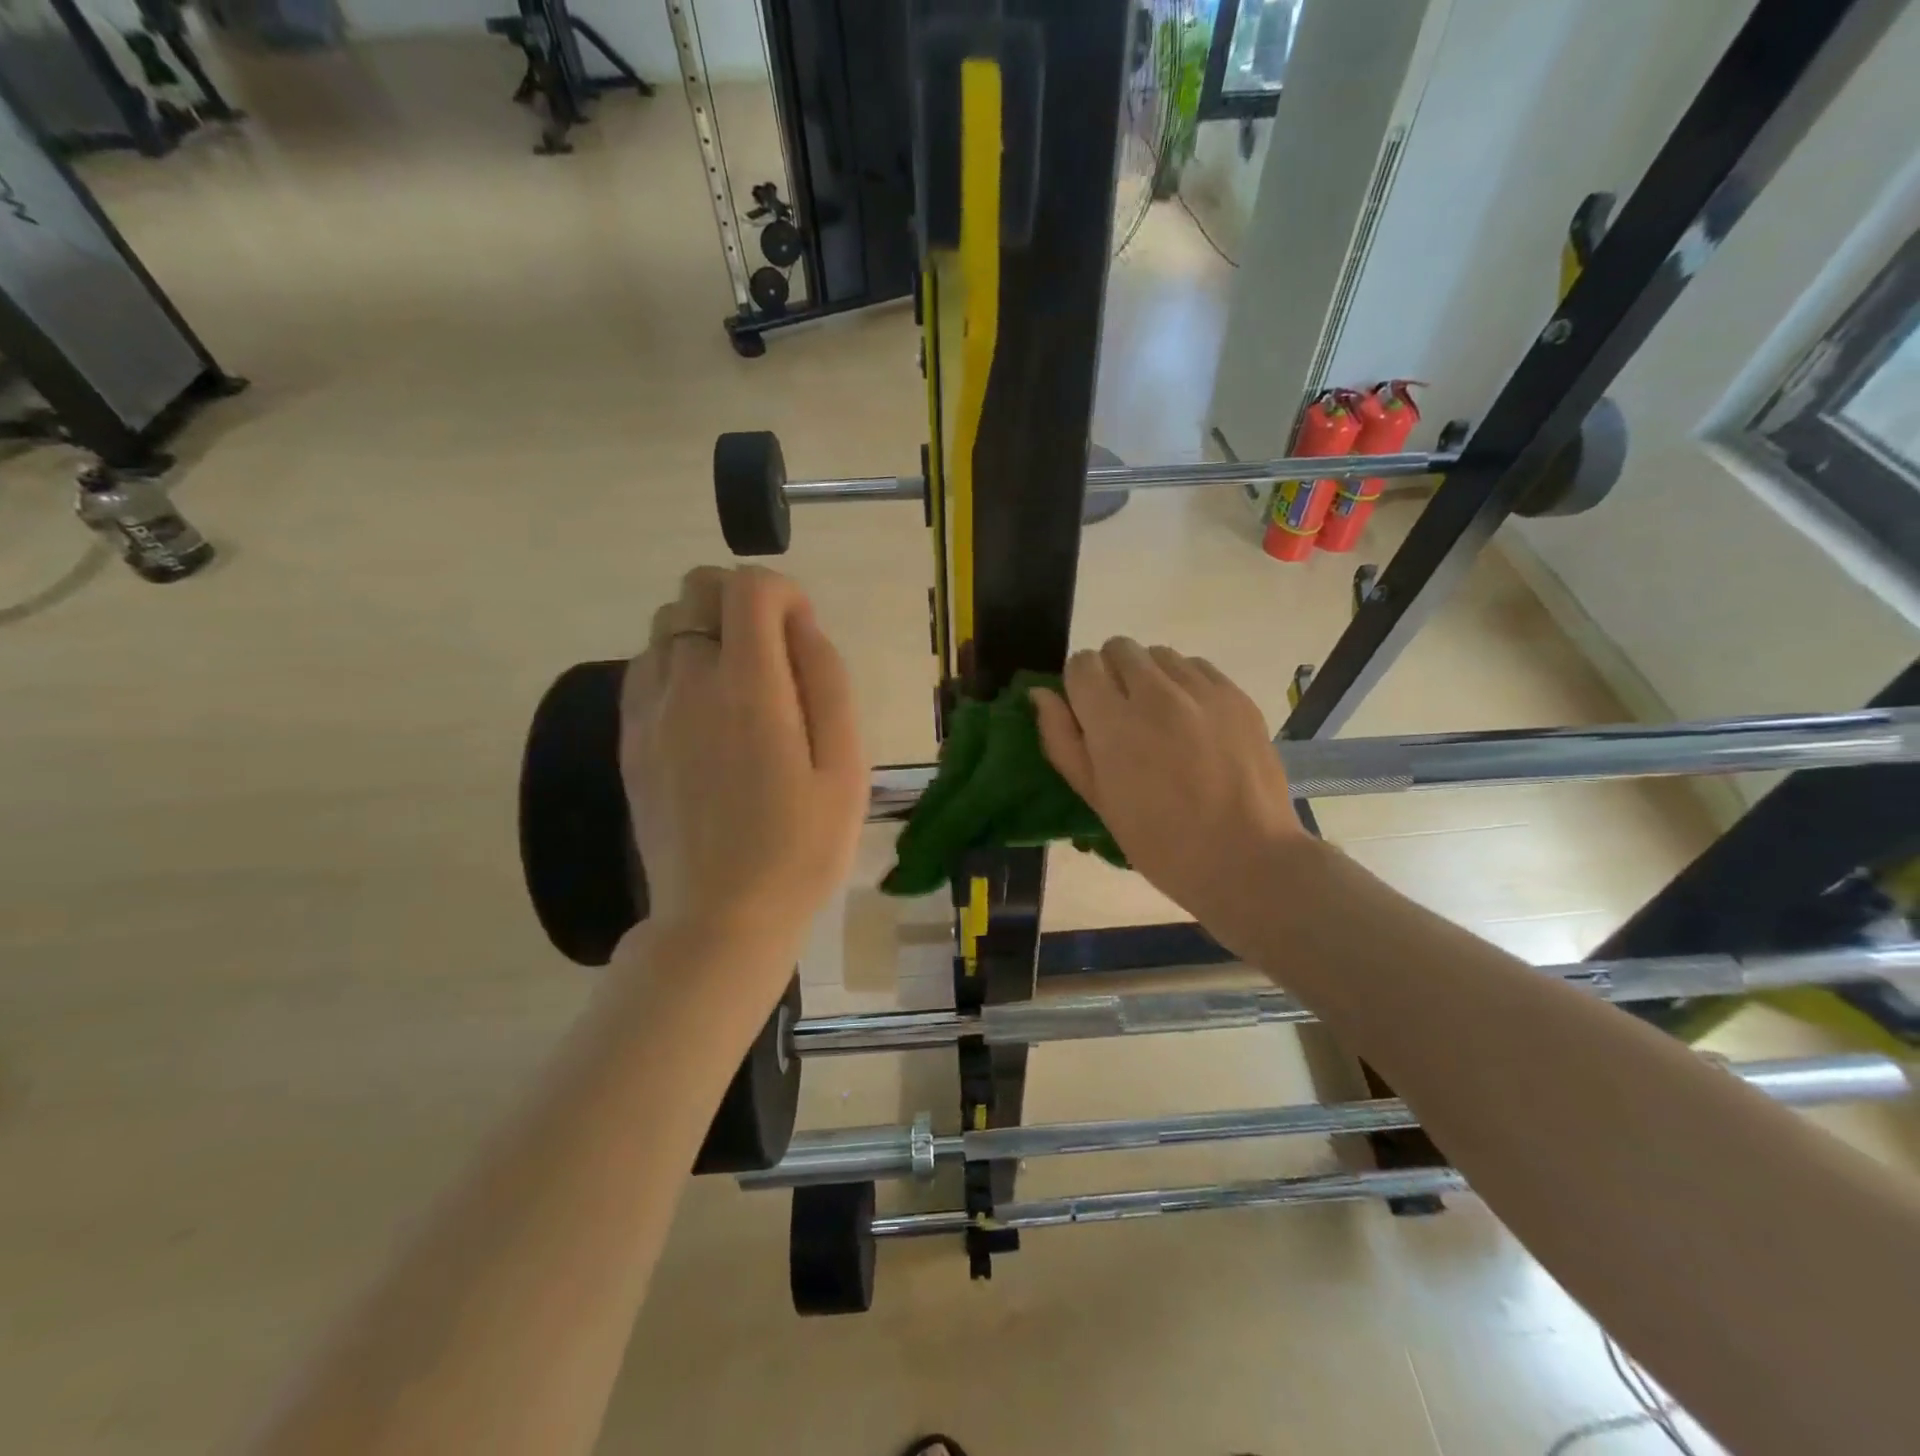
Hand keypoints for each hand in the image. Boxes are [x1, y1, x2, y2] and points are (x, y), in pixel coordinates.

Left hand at [619, 567, 866, 978]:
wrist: (720, 918)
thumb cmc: (800, 848)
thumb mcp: (846, 767)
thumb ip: (827, 682)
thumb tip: (800, 626)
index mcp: (749, 688)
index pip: (749, 586)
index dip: (784, 593)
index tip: (804, 634)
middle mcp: (688, 683)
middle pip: (697, 588)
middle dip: (742, 601)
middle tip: (777, 656)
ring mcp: (649, 711)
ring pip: (667, 624)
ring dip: (708, 632)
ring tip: (742, 686)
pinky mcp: (630, 738)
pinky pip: (646, 666)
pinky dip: (678, 664)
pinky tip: (706, 713)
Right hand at [1032, 640, 1312, 952]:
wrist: (1244, 858)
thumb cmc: (1158, 841)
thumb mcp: (1096, 799)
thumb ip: (1062, 740)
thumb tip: (1041, 694)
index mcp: (1114, 722)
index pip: (1082, 664)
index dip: (1079, 685)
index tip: (1088, 713)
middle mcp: (1156, 693)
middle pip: (1119, 647)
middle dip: (1111, 673)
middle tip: (1123, 716)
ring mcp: (1202, 690)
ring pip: (1159, 653)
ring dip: (1149, 675)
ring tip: (1161, 718)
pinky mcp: (1236, 694)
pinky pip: (1197, 665)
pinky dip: (1185, 683)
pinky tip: (1193, 720)